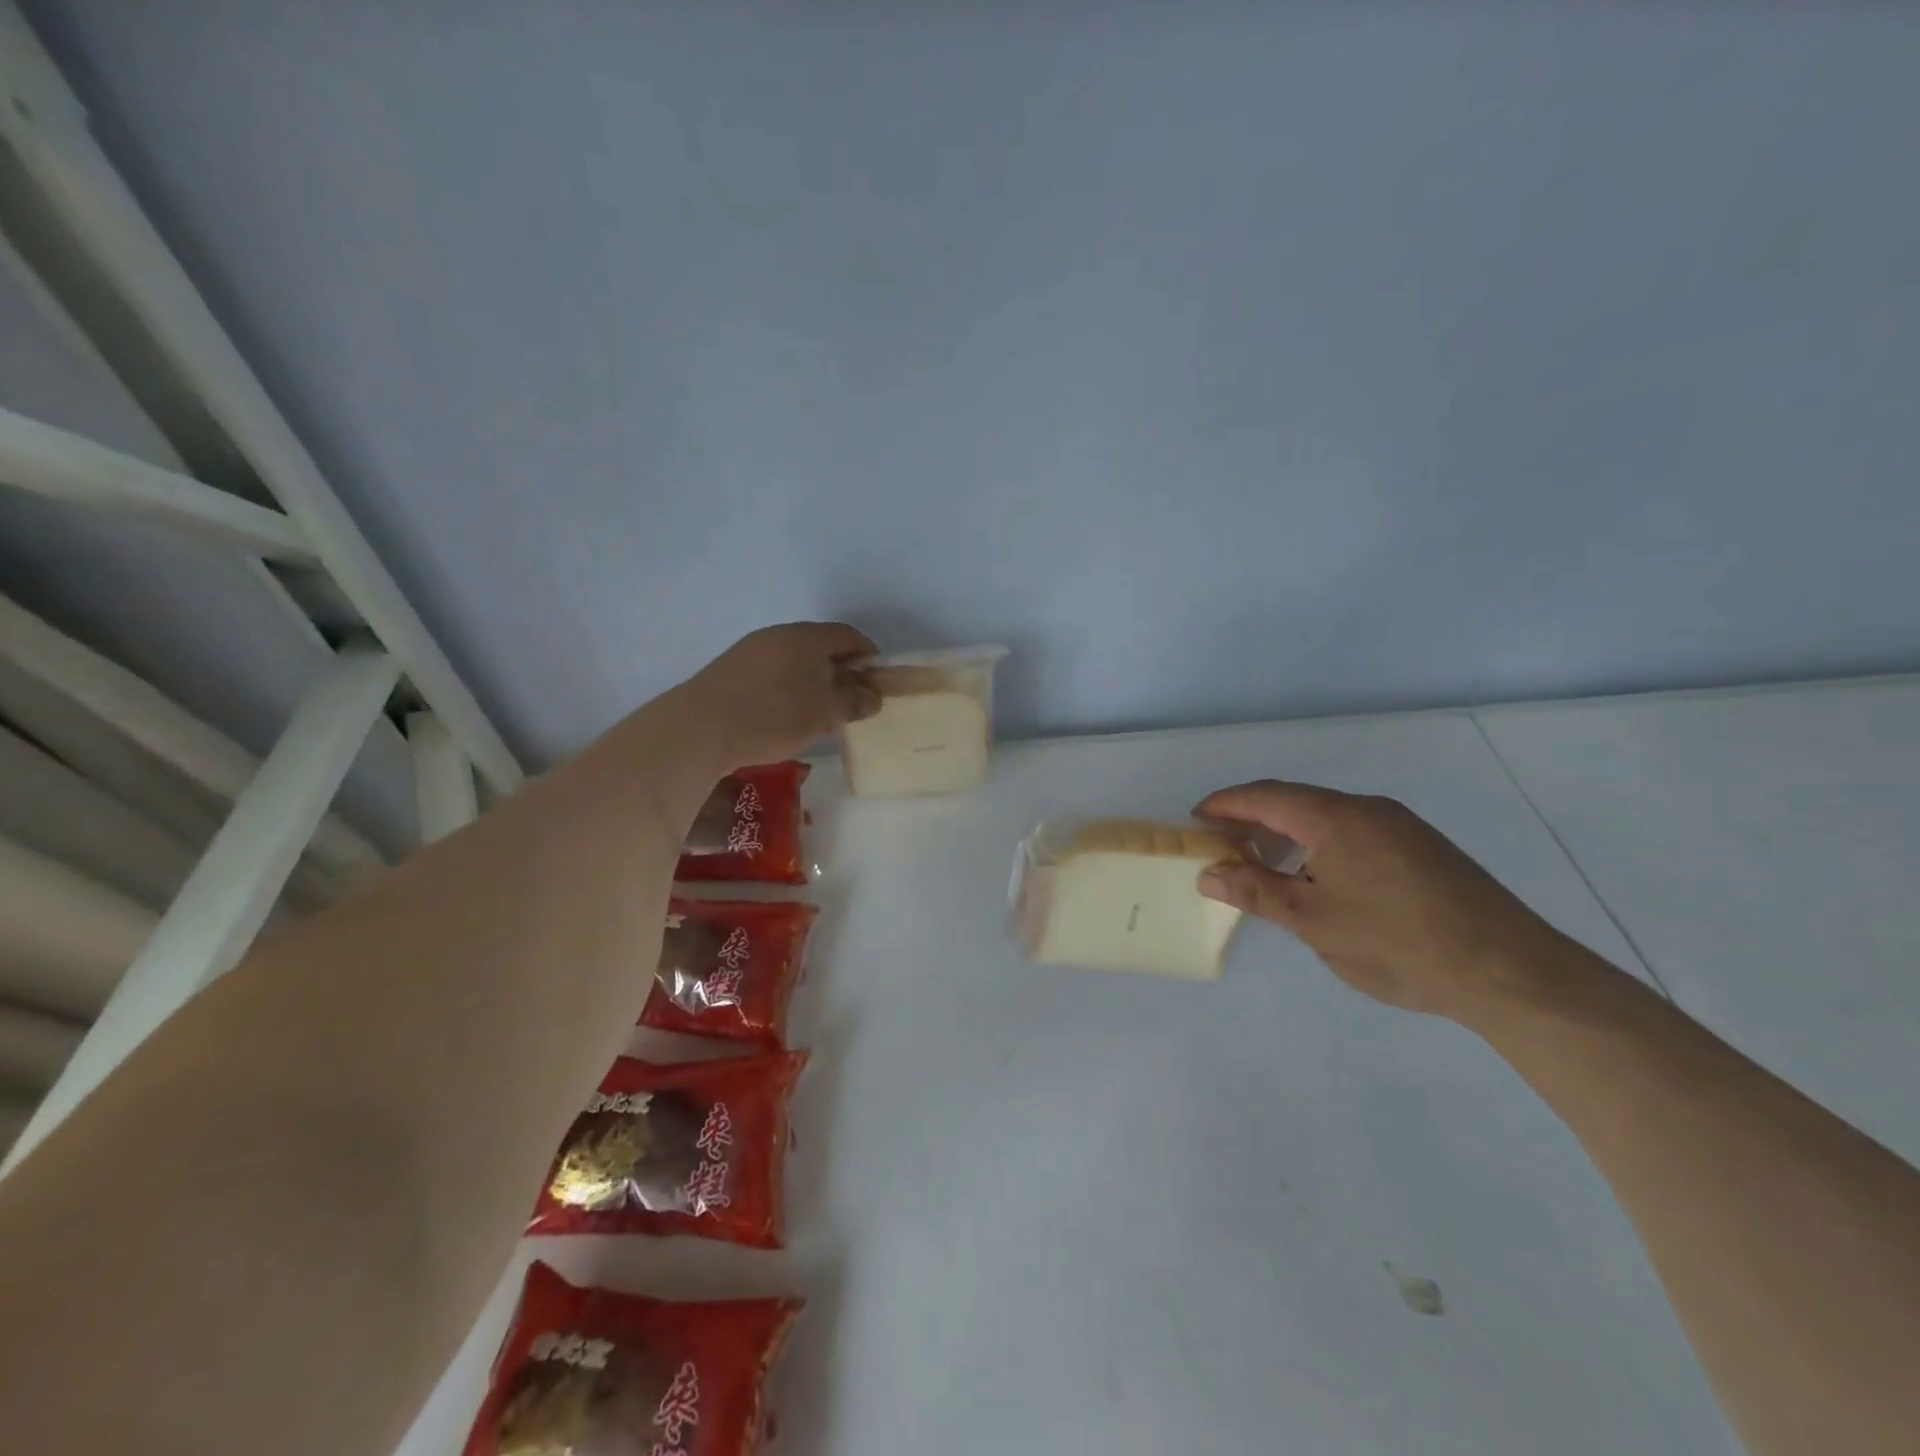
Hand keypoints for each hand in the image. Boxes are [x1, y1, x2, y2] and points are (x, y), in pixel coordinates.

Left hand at [684, 622, 881, 768]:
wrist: (700, 728)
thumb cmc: (773, 715)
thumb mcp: (824, 713)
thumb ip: (853, 701)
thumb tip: (872, 696)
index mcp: (806, 637)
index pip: (847, 635)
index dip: (868, 654)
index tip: (878, 679)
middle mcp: (778, 635)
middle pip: (820, 646)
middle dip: (841, 670)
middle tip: (853, 699)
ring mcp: (750, 651)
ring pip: (794, 660)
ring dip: (814, 681)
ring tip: (822, 713)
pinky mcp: (730, 671)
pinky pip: (772, 673)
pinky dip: (789, 688)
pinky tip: (788, 716)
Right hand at [1193, 781, 1571, 1024]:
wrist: (1509, 971)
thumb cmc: (1396, 943)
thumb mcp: (1313, 922)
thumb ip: (1256, 892)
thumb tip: (1209, 873)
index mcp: (1335, 817)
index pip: (1264, 796)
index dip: (1224, 805)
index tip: (1195, 820)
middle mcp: (1367, 809)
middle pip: (1294, 801)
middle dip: (1252, 819)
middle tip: (1221, 846)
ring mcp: (1400, 826)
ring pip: (1325, 816)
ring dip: (1286, 833)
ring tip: (1262, 865)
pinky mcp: (1421, 848)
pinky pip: (1352, 831)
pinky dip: (1318, 844)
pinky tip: (1315, 877)